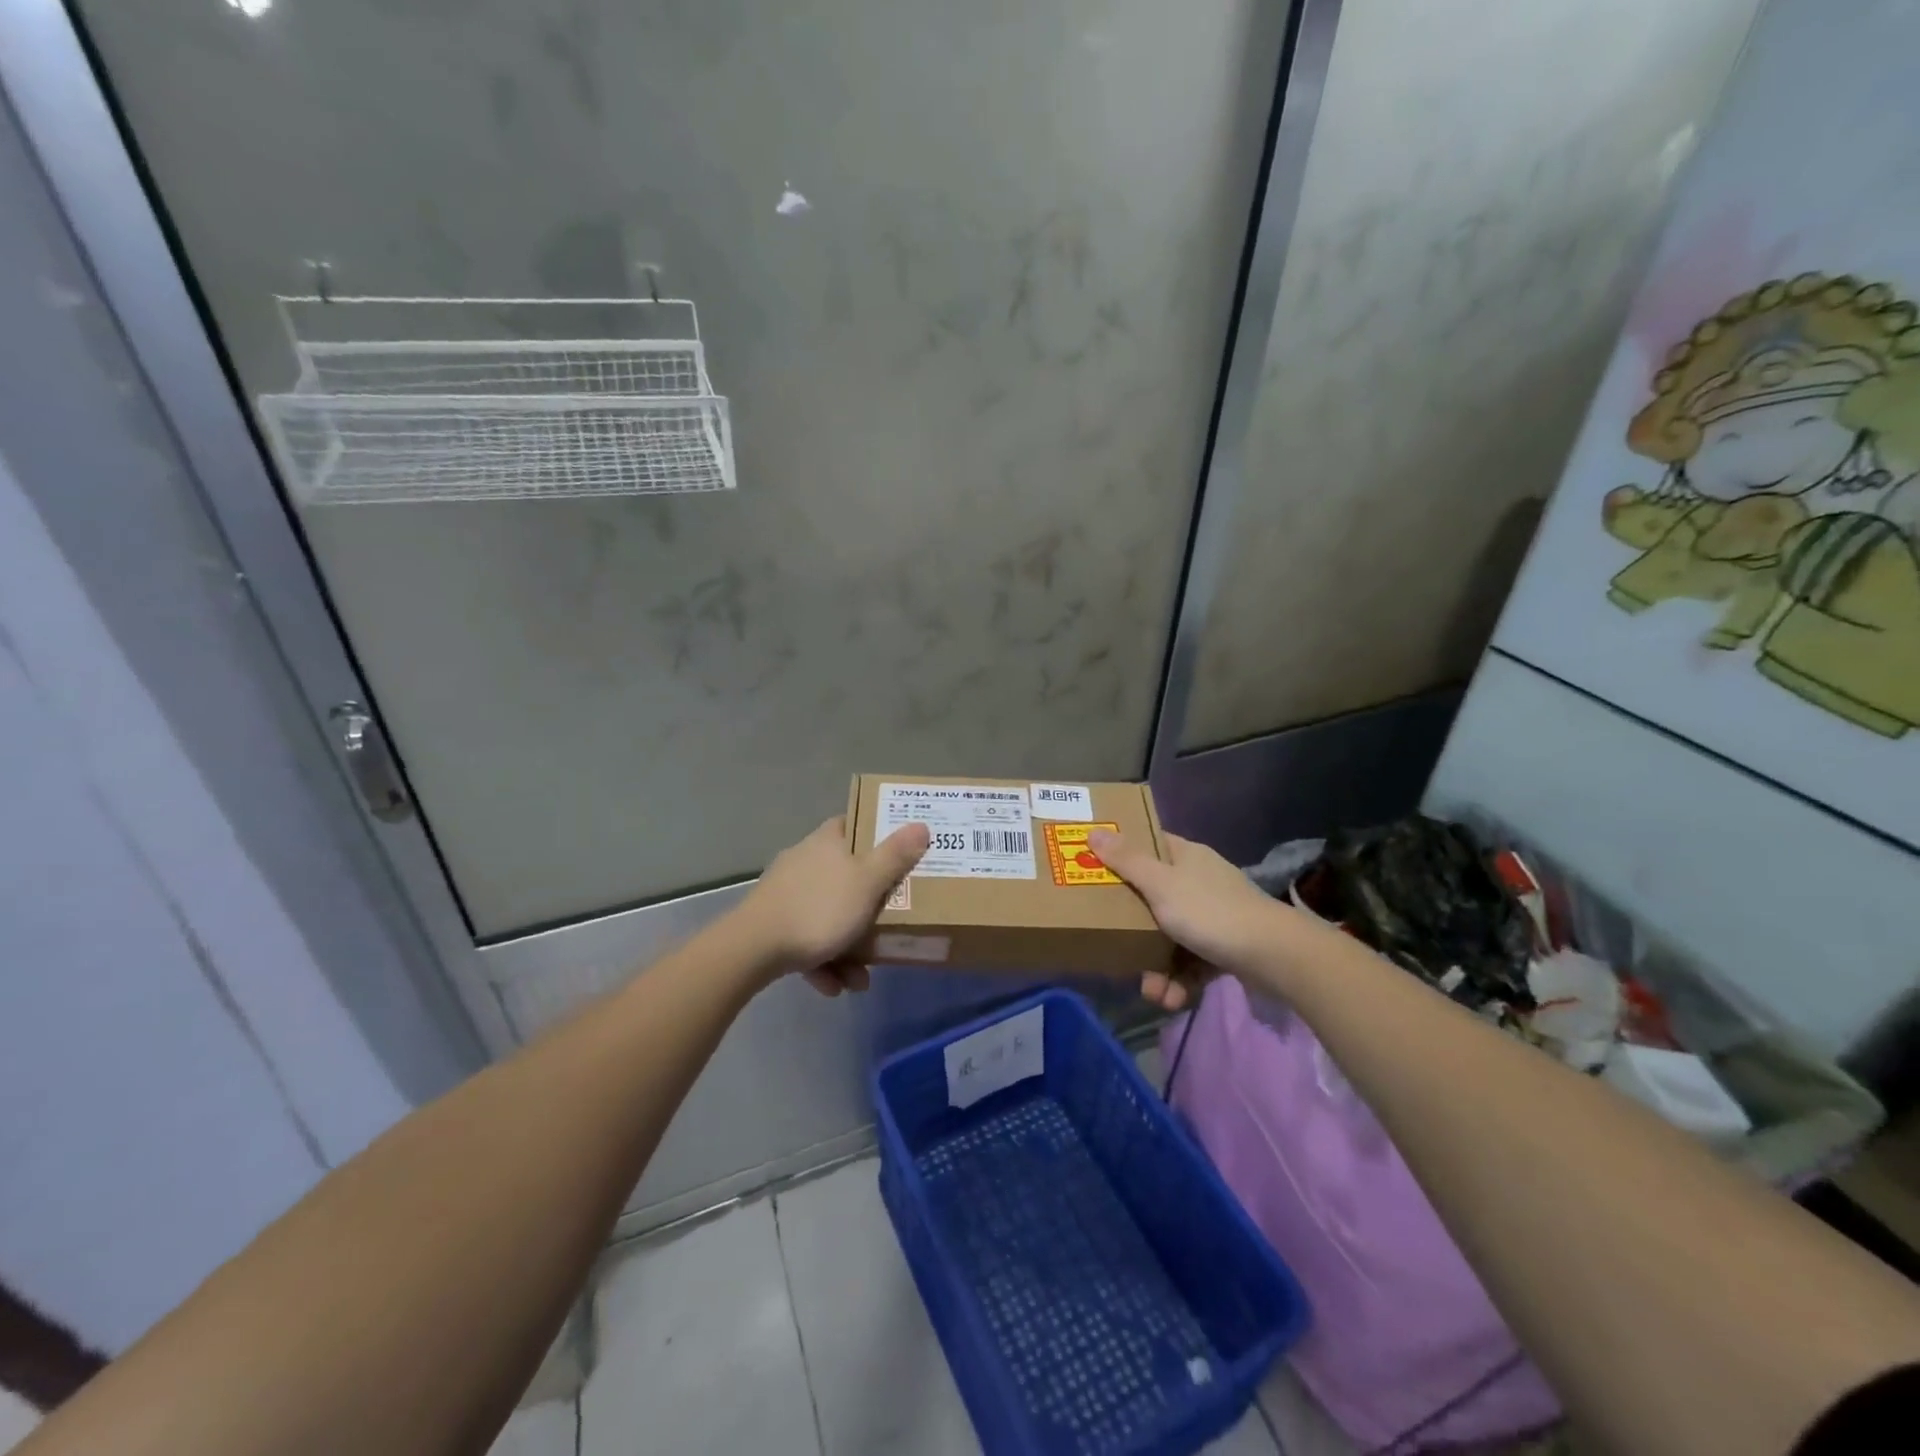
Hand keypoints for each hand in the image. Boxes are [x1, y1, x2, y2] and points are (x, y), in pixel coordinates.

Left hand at [737, 816, 930, 994]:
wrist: (752, 949)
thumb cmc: (819, 908)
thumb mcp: (867, 882)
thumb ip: (895, 856)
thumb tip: (921, 825)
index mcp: (826, 842)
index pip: (853, 824)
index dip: (877, 834)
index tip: (899, 851)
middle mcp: (804, 861)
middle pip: (845, 874)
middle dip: (868, 906)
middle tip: (888, 922)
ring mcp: (785, 893)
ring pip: (827, 913)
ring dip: (847, 946)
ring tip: (861, 978)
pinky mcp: (771, 923)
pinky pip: (807, 939)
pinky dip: (823, 961)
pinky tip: (834, 986)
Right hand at [1086, 829, 1288, 1007]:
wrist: (1274, 957)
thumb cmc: (1210, 912)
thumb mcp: (1161, 885)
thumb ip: (1126, 861)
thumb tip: (1094, 830)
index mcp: (1186, 857)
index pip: (1150, 845)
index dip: (1123, 853)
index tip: (1097, 867)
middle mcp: (1199, 881)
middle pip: (1154, 897)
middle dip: (1134, 929)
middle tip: (1115, 944)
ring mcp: (1214, 915)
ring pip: (1171, 935)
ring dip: (1157, 967)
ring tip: (1152, 992)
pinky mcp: (1225, 947)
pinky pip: (1191, 960)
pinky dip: (1180, 980)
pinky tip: (1172, 999)